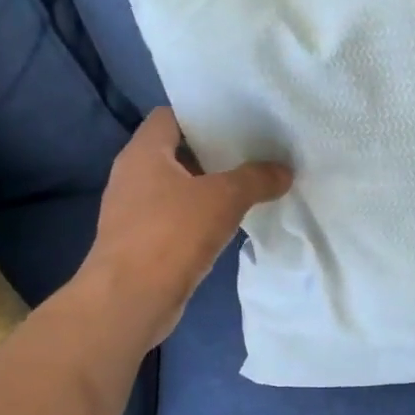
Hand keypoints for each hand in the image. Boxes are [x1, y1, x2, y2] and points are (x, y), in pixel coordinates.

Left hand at [77, 108, 291, 347]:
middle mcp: (132, 175)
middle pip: (176, 151)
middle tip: (254, 153)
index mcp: (144, 152)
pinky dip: (199, 217)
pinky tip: (228, 225)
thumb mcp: (224, 199)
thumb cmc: (171, 234)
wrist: (130, 299)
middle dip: (213, 153)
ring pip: (177, 187)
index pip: (171, 116)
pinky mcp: (141, 242)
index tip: (239, 122)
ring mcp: (133, 211)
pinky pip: (175, 218)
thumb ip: (256, 179)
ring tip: (248, 187)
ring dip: (208, 188)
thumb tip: (284, 171)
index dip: (203, 115)